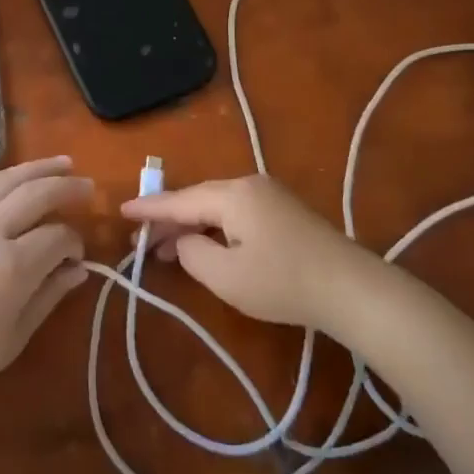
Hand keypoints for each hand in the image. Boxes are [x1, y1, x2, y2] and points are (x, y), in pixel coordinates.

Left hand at [0, 157, 91, 404]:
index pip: (57, 236)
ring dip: (37, 168)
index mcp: (12, 266)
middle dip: (66, 187)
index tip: (77, 256)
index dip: (74, 242)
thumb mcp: (14, 336)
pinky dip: (5, 178)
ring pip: (5, 178)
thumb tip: (78, 269)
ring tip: (62, 163)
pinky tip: (17, 179)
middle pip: (35, 193)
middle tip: (88, 187)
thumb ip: (49, 295)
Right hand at [120, 174, 379, 332]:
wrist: (352, 289)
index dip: (149, 209)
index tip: (121, 211)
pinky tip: (206, 245)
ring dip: (192, 225)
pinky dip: (215, 227)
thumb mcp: (225, 275)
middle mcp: (250, 185)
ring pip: (218, 206)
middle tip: (142, 241)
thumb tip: (183, 239)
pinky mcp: (284, 211)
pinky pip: (236, 212)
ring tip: (166, 248)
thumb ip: (191, 253)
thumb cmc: (282, 283)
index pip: (180, 199)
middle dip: (169, 220)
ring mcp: (270, 195)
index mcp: (233, 194)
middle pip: (199, 199)